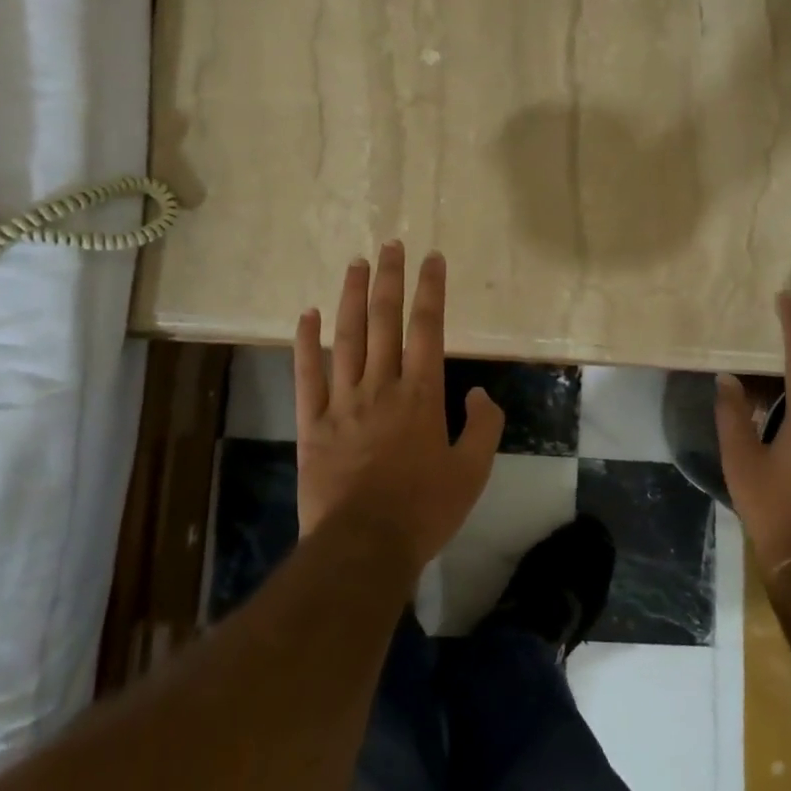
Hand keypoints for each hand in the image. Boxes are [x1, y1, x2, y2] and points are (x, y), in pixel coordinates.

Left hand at [294, 243, 505, 569]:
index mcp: (421, 394)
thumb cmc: (423, 509)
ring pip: (347, 336)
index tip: (431, 258)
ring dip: (352, 297)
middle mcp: (381, 385)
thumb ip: (483, 428)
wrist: (364, 545)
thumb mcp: (472, 472)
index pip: (427, 328)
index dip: (431, 290)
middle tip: (391, 245)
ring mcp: (343, 400)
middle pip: (385, 320)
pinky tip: (308, 314)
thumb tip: (480, 395)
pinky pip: (308, 374)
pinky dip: (307, 342)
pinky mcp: (313, 421)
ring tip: (356, 264)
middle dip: (390, 279)